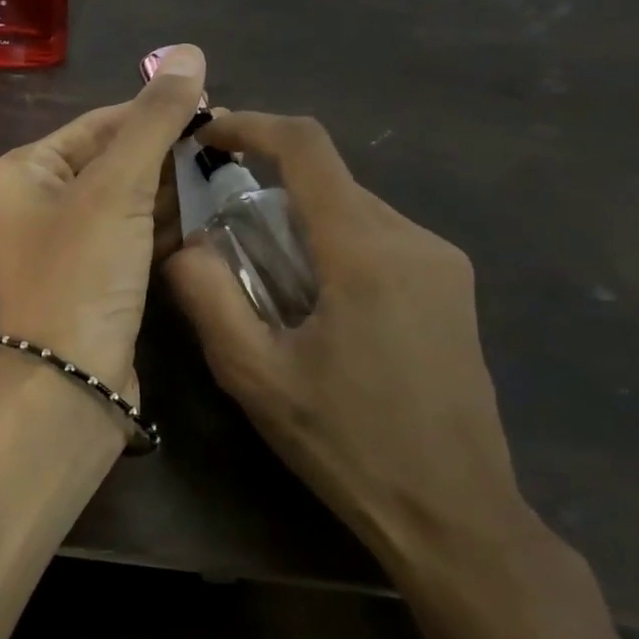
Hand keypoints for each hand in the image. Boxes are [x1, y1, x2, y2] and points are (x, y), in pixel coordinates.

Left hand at [0, 44, 207, 395]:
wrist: (68, 386)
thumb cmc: (80, 276)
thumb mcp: (116, 188)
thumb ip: (152, 120)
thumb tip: (189, 53)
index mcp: (21, 173)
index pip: (96, 124)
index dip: (153, 112)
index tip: (214, 106)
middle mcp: (33, 206)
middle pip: (110, 161)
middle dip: (165, 153)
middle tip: (227, 143)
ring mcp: (61, 247)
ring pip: (123, 202)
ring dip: (169, 188)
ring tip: (228, 171)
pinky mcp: (89, 282)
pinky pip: (128, 238)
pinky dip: (162, 226)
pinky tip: (207, 213)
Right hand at [163, 112, 524, 561]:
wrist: (453, 512)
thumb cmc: (345, 443)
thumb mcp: (253, 374)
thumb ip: (207, 296)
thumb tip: (185, 244)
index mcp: (365, 252)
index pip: (307, 148)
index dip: (252, 126)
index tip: (208, 134)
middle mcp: (413, 239)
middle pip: (328, 180)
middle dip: (266, 186)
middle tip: (216, 227)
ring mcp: (442, 263)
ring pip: (352, 209)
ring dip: (297, 220)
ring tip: (256, 274)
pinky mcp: (450, 288)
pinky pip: (377, 239)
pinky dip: (329, 244)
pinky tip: (308, 300)